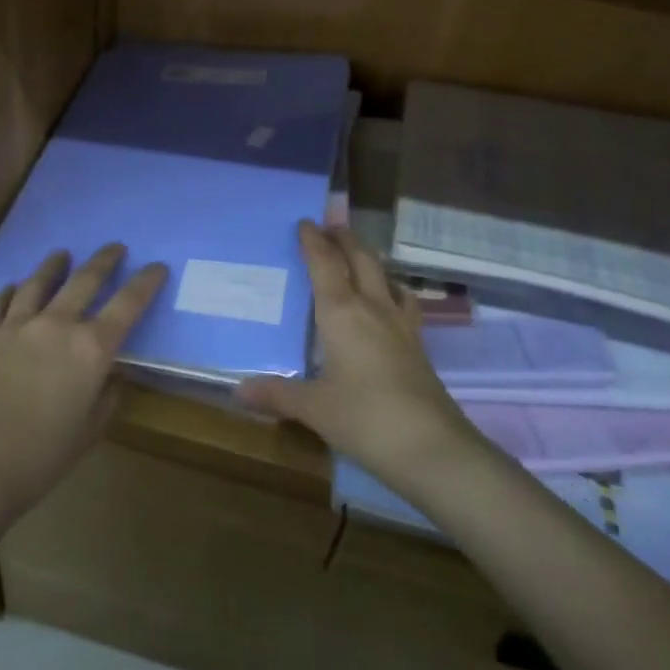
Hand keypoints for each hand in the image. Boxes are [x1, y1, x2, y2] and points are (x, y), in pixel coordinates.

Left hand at [0, 245, 166, 522]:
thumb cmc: (39, 457)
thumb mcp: (88, 432)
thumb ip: (105, 398)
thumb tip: (110, 377)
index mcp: (92, 349)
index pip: (128, 304)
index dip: (146, 282)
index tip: (157, 267)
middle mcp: (57, 326)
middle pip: (85, 280)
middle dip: (104, 260)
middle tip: (115, 247)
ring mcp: (17, 327)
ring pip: (39, 282)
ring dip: (54, 265)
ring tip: (62, 254)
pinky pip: (0, 304)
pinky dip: (10, 291)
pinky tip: (13, 286)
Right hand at [235, 222, 475, 491]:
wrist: (431, 447)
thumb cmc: (364, 418)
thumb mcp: (314, 408)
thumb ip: (277, 395)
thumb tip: (238, 391)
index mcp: (342, 313)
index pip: (325, 265)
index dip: (313, 242)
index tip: (304, 222)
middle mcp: (373, 309)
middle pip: (361, 260)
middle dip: (345, 240)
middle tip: (331, 227)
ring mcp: (401, 326)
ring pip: (386, 277)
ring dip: (371, 260)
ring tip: (360, 257)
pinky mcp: (418, 346)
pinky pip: (404, 303)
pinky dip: (393, 291)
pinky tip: (390, 302)